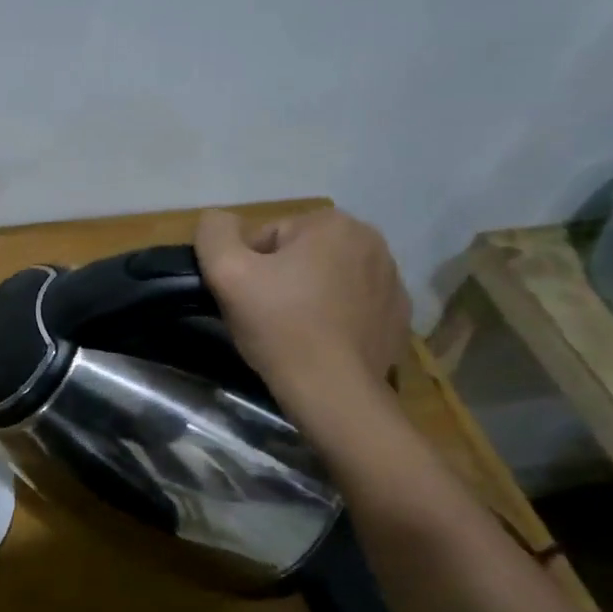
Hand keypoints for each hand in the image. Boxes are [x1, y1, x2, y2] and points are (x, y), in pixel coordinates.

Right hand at [194, 207, 410, 407]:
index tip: (246, 297)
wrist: (333, 391)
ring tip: (292, 330)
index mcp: (333, 223)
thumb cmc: (279, 325)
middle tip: (265, 314)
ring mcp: (392, 281)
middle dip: (280, 278)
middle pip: (300, 254)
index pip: (268, 235)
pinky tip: (320, 341)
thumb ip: (214, 233)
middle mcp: (372, 242)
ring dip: (307, 295)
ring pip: (328, 278)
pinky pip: (353, 304)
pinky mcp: (398, 316)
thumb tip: (218, 220)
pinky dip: (335, 316)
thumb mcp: (226, 272)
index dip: (248, 267)